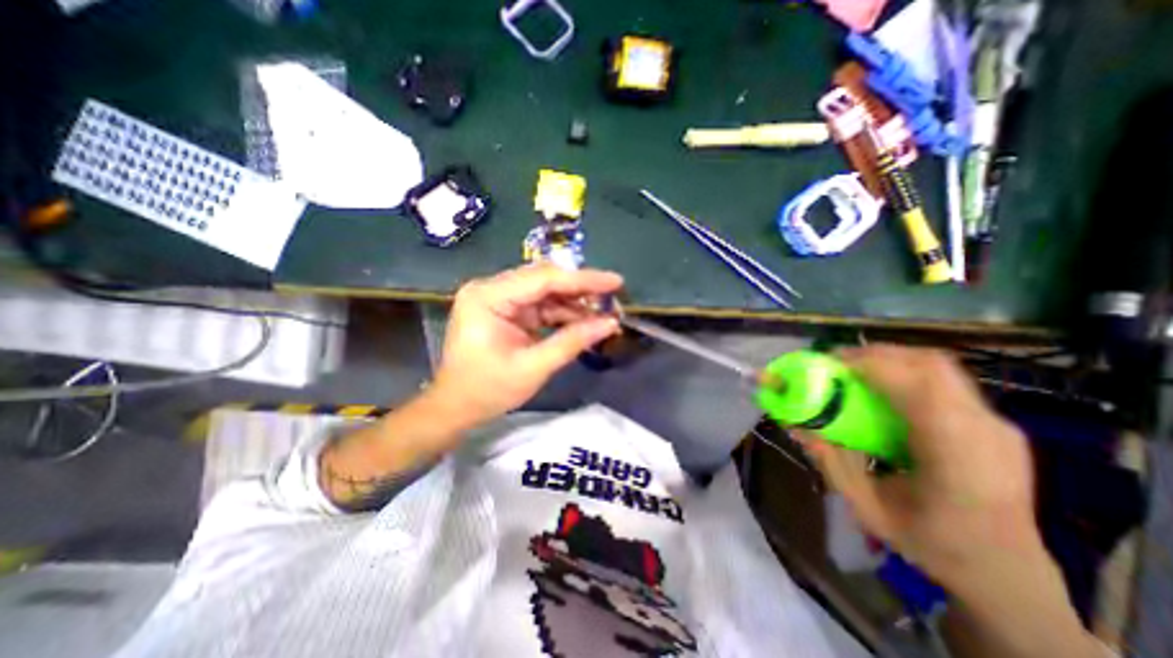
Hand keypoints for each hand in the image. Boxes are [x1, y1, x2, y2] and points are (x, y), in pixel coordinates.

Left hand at [431, 264, 621, 427]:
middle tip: (613, 298)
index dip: (583, 279)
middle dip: (581, 289)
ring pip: (546, 291)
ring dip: (575, 302)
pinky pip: (541, 305)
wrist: (456, 407)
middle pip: (545, 280)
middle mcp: (491, 289)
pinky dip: (563, 313)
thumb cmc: (487, 390)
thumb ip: (572, 341)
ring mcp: (498, 298)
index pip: (543, 279)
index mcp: (488, 297)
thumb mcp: (533, 368)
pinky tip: (585, 320)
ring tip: (604, 312)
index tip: (616, 281)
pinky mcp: (506, 309)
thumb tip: (611, 323)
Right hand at [807, 352, 1100, 657]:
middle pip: (931, 365)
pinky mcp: (993, 419)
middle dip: (876, 354)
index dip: (871, 365)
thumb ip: (829, 461)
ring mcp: (997, 423)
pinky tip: (883, 388)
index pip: (921, 389)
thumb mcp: (865, 507)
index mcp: (961, 461)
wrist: (1008, 570)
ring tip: (854, 371)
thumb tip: (794, 422)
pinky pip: (943, 379)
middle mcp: (987, 432)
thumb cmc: (931, 543)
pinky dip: (905, 371)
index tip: (828, 363)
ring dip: (890, 358)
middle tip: (836, 363)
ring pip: (939, 366)